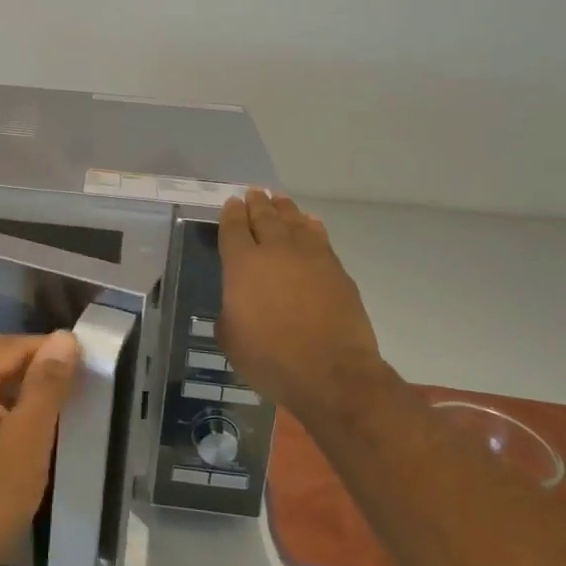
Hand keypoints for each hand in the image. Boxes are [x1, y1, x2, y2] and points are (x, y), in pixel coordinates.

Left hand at [0, 331, 79, 565]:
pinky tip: (22, 427)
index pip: (11, 345)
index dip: (48, 350)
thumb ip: (47, 383)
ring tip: (54, 405)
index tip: (83, 365)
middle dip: (33, 365)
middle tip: (72, 384)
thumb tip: (64, 338)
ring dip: (17, 385)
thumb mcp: (28, 437)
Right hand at [217, 191, 391, 425]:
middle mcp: (275, 251)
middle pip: (265, 217)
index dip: (231, 213)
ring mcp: (309, 257)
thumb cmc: (270, 359)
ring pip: (294, 221)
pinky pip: (319, 237)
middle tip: (254, 192)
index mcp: (242, 265)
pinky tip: (310, 223)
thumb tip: (236, 306)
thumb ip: (229, 313)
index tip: (232, 203)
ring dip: (284, 208)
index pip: (234, 228)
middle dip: (257, 203)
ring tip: (279, 200)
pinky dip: (311, 226)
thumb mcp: (231, 339)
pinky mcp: (336, 269)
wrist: (331, 373)